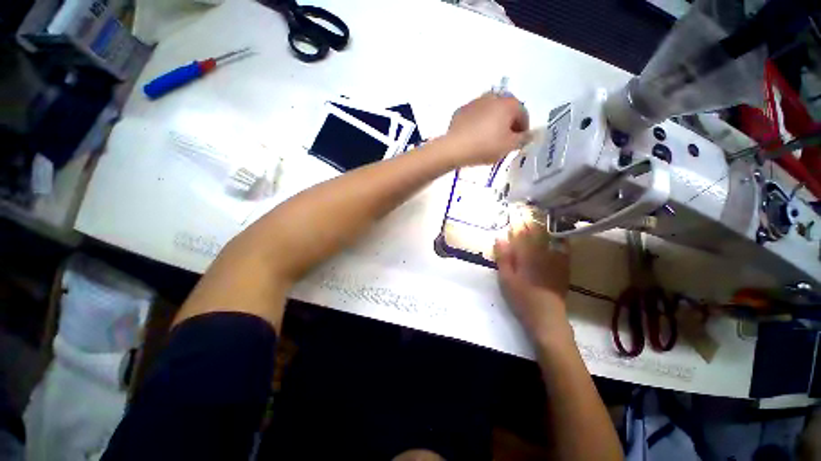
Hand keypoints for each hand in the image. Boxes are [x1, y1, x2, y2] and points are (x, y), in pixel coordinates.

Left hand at [446, 93, 528, 165]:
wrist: (455, 148)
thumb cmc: (486, 146)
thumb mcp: (509, 146)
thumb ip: (524, 139)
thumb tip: (531, 134)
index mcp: (509, 103)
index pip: (523, 114)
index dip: (523, 129)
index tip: (518, 142)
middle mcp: (493, 96)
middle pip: (506, 110)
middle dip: (508, 124)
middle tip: (504, 140)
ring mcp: (475, 101)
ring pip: (490, 112)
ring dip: (492, 122)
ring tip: (488, 139)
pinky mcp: (461, 110)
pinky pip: (475, 116)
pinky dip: (478, 123)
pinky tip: (474, 136)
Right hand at [494, 210, 571, 345]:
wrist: (546, 316)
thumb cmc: (521, 297)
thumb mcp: (506, 278)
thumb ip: (504, 257)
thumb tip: (500, 238)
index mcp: (526, 255)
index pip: (522, 233)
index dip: (518, 221)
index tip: (514, 211)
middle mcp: (543, 253)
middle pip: (537, 232)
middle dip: (531, 220)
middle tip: (527, 209)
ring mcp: (555, 260)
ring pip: (550, 237)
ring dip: (545, 225)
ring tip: (542, 215)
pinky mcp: (563, 267)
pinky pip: (563, 248)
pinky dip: (560, 239)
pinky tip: (559, 234)